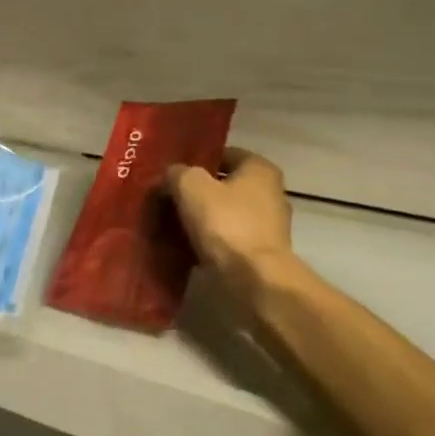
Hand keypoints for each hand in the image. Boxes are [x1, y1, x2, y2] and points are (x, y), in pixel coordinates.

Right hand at [165, 148, 294, 288]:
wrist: (255, 281)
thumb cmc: (226, 223)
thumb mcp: (191, 186)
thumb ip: (177, 173)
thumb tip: (170, 176)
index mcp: (259, 168)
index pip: (223, 154)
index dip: (195, 160)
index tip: (171, 172)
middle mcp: (270, 193)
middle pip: (223, 186)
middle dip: (196, 192)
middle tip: (164, 199)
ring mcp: (267, 227)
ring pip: (223, 215)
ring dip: (200, 220)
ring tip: (168, 225)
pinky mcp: (260, 255)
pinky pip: (226, 240)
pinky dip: (208, 243)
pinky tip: (183, 248)